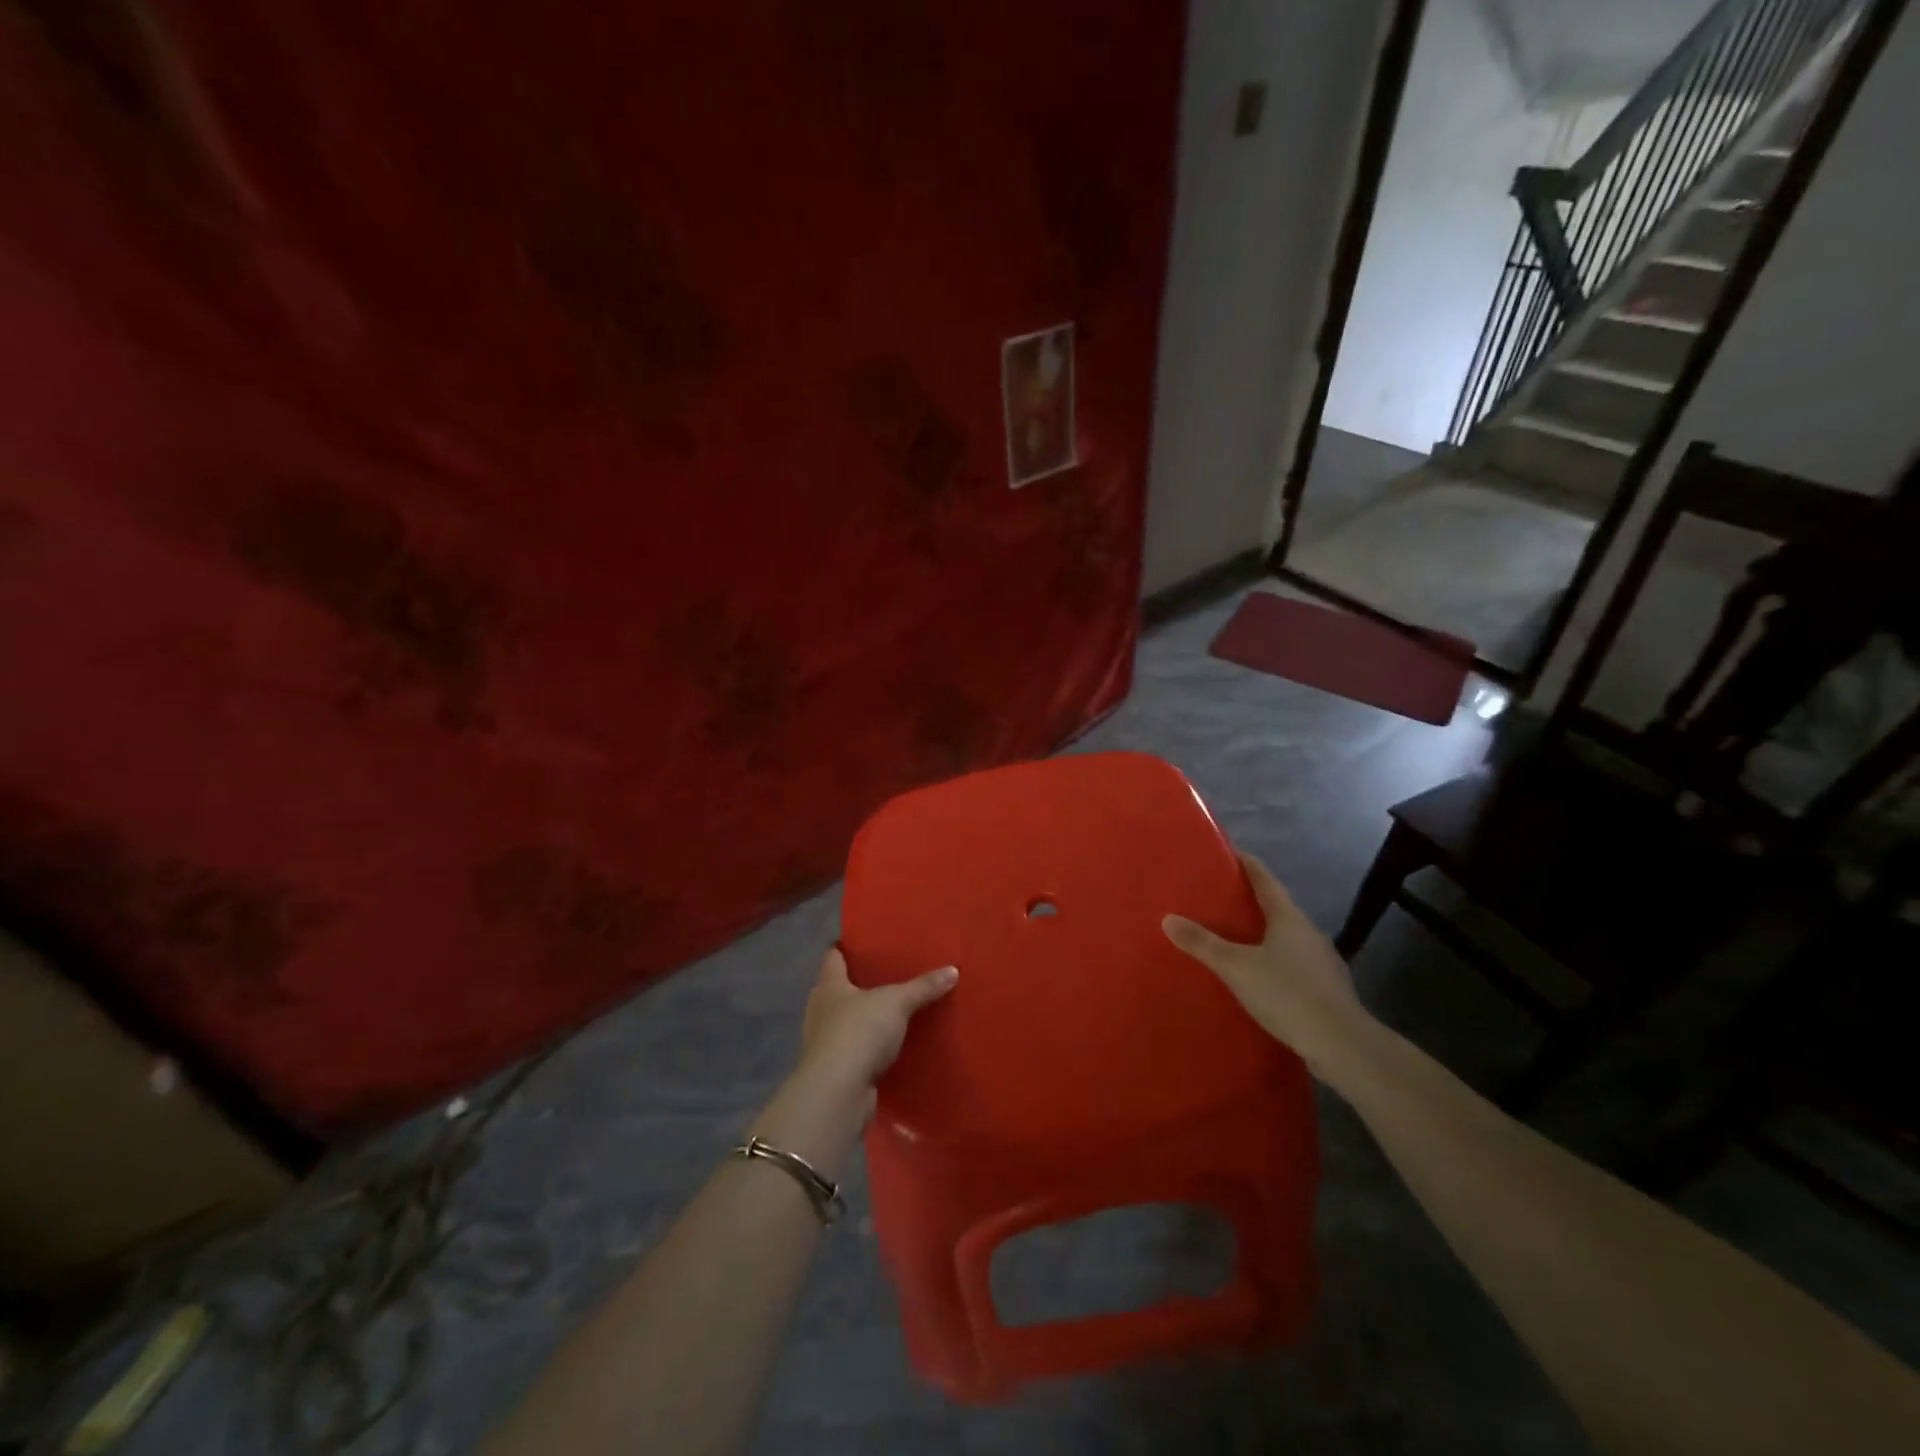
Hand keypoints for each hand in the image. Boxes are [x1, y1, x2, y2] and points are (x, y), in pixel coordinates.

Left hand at [797, 947, 957, 1091]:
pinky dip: (869, 1046)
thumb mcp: (897, 1002)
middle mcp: (821, 1010)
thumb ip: (923, 987)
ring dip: (865, 1017)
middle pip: (839, 989)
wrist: (838, 1092)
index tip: (862, 941)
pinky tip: (889, 1045)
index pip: (832, 957)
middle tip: (888, 974)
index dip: (845, 947)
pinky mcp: (836, 1069)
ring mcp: (825, 1042)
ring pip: (846, 1020)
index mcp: (829, 986)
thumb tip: (953, 970)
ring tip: (893, 1009)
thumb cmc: (859, 1032)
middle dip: (859, 983)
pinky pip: (855, 1049)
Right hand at [1162, 851, 1369, 1079]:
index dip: (1245, 862)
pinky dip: (1273, 963)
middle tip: (1217, 899)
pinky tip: (1258, 977)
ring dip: (1262, 935)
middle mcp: (1308, 931)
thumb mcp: (1236, 967)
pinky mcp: (1326, 989)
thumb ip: (1202, 943)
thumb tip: (1167, 918)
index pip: (1264, 878)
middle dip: (1248, 901)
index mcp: (1288, 917)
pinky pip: (1293, 965)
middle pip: (1276, 907)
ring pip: (1286, 938)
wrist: (1342, 1045)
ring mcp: (1321, 961)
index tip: (1226, 851)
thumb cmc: (1287, 993)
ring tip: (1232, 939)